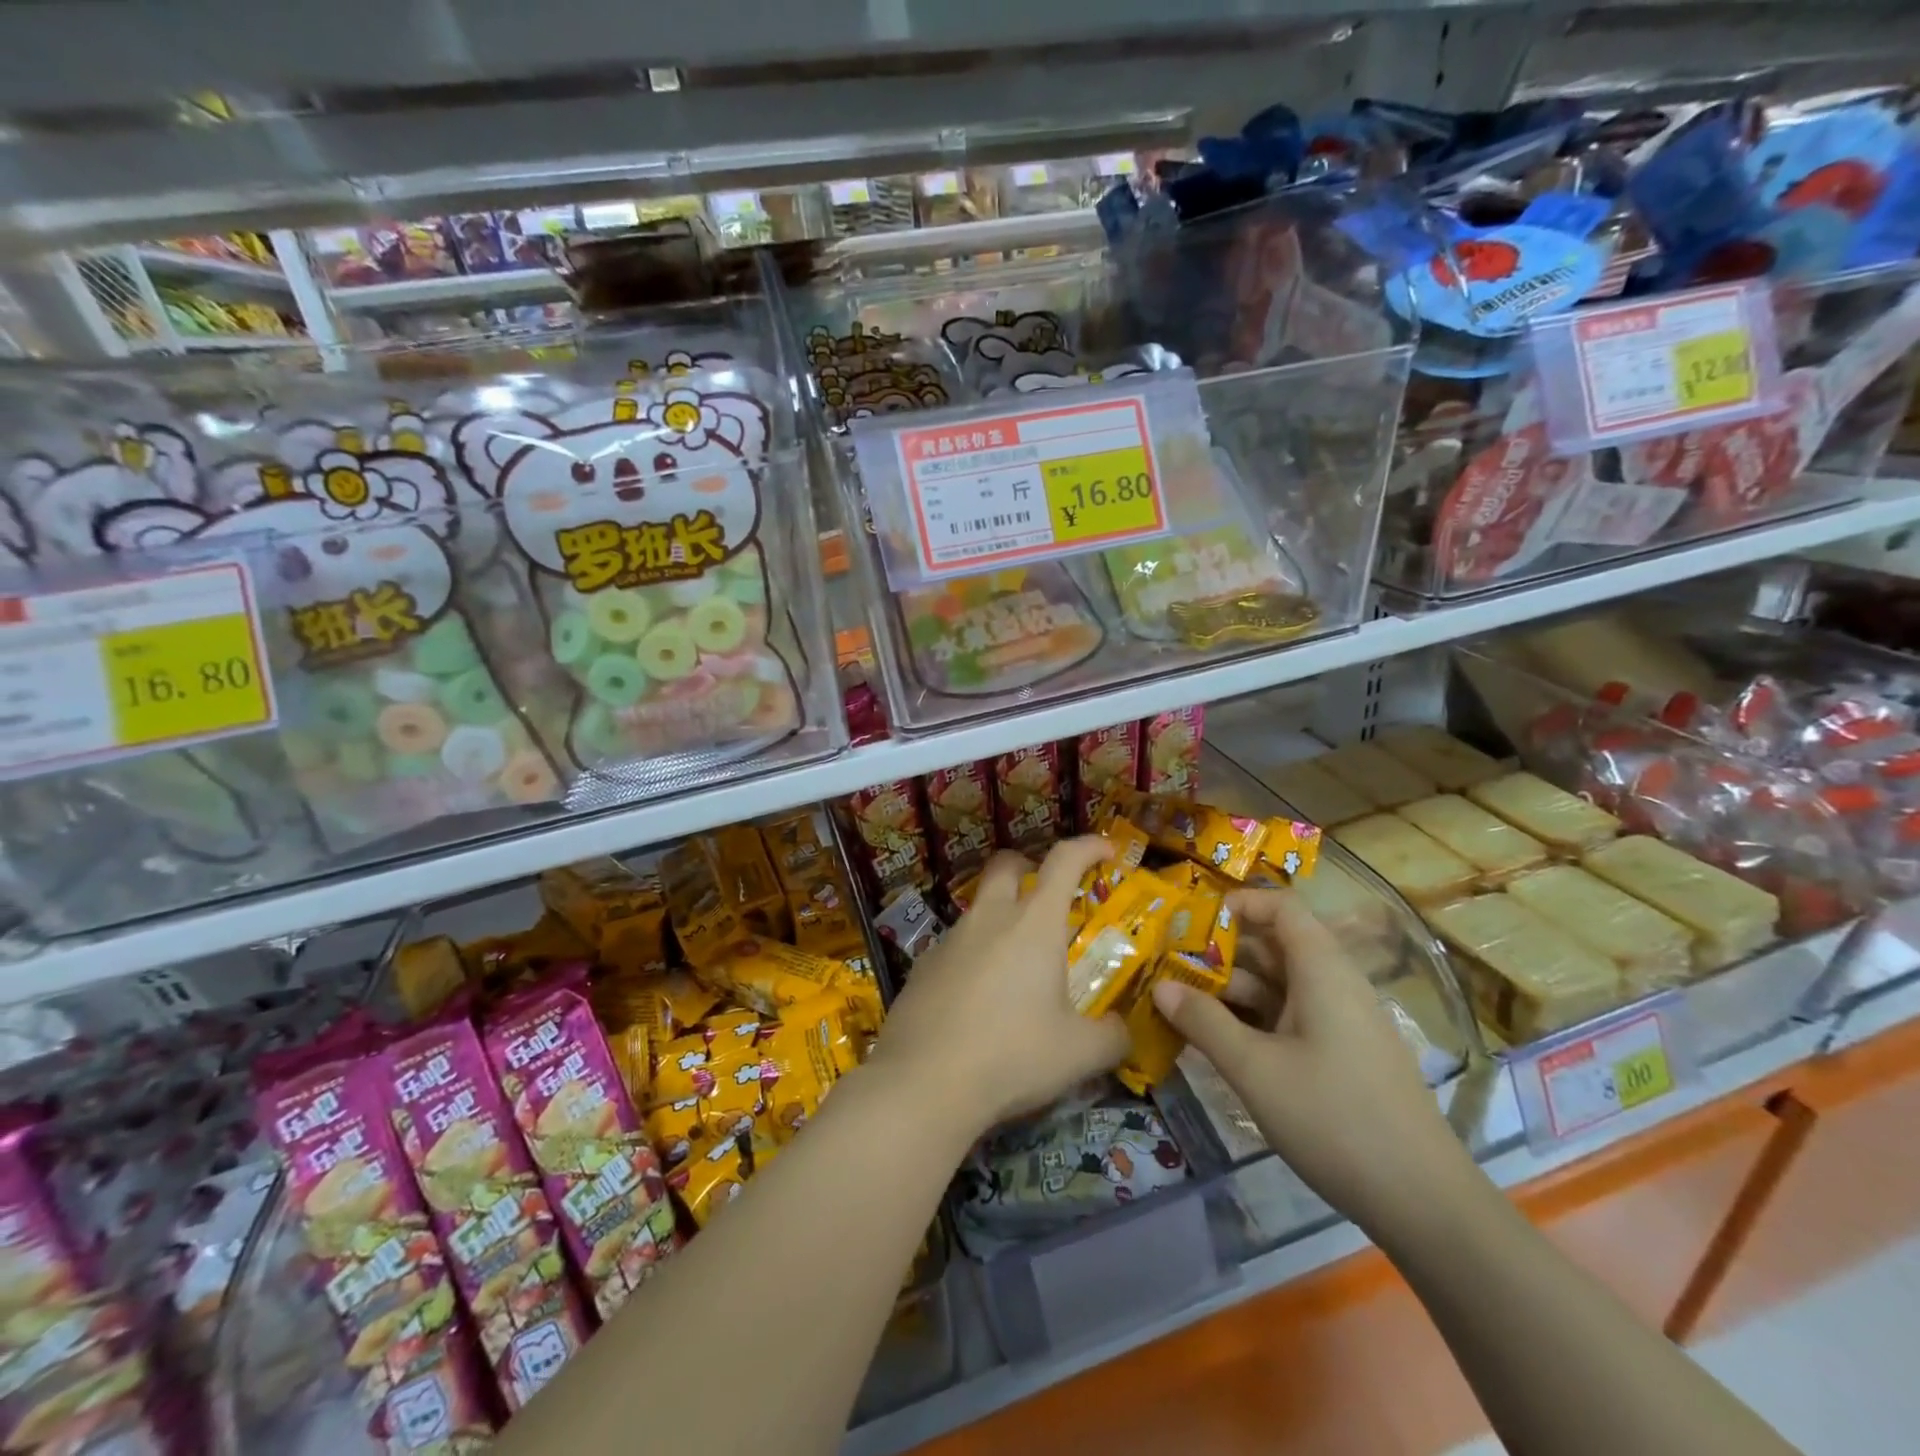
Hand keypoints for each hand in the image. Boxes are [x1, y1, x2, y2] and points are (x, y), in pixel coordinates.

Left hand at [867, 839, 1128, 1141]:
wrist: (924, 1083)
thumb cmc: (1013, 1056)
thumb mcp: (1080, 1054)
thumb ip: (1112, 1037)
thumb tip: (1122, 1030)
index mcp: (1033, 924)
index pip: (1064, 860)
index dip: (1088, 846)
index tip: (1106, 850)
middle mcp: (989, 918)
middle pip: (1006, 864)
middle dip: (1029, 866)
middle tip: (1048, 895)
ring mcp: (949, 939)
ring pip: (978, 908)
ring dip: (1000, 918)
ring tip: (1016, 966)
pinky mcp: (921, 966)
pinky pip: (954, 946)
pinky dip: (972, 956)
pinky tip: (977, 1000)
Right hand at [1151, 887, 1473, 1235]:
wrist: (1424, 1202)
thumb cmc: (1334, 1119)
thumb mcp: (1255, 1070)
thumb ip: (1205, 1023)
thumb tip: (1161, 987)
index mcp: (1323, 971)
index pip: (1282, 908)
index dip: (1239, 904)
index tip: (1192, 922)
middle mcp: (1335, 985)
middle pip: (1276, 946)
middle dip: (1222, 953)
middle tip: (1171, 967)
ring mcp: (1342, 1023)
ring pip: (1280, 986)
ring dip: (1233, 991)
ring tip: (1183, 1005)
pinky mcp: (1343, 1056)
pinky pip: (1291, 1018)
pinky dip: (1254, 1020)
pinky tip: (1220, 1042)